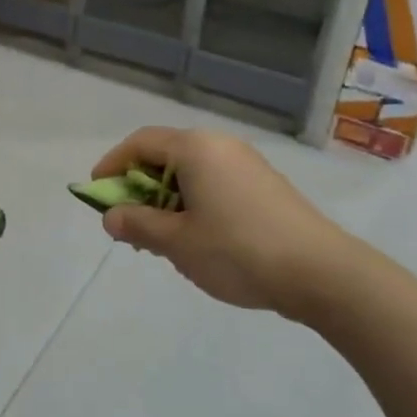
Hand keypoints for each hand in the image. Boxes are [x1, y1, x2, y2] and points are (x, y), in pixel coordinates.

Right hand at [90, 127, 353, 321]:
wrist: (321, 273)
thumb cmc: (238, 251)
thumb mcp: (177, 242)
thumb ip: (137, 225)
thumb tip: (111, 216)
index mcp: (196, 148)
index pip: (140, 143)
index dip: (112, 166)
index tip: (95, 194)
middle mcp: (221, 146)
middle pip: (165, 156)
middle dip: (139, 188)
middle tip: (128, 225)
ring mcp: (247, 165)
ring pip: (191, 173)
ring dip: (166, 201)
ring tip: (160, 240)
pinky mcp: (264, 187)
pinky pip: (215, 185)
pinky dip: (193, 204)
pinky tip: (196, 241)